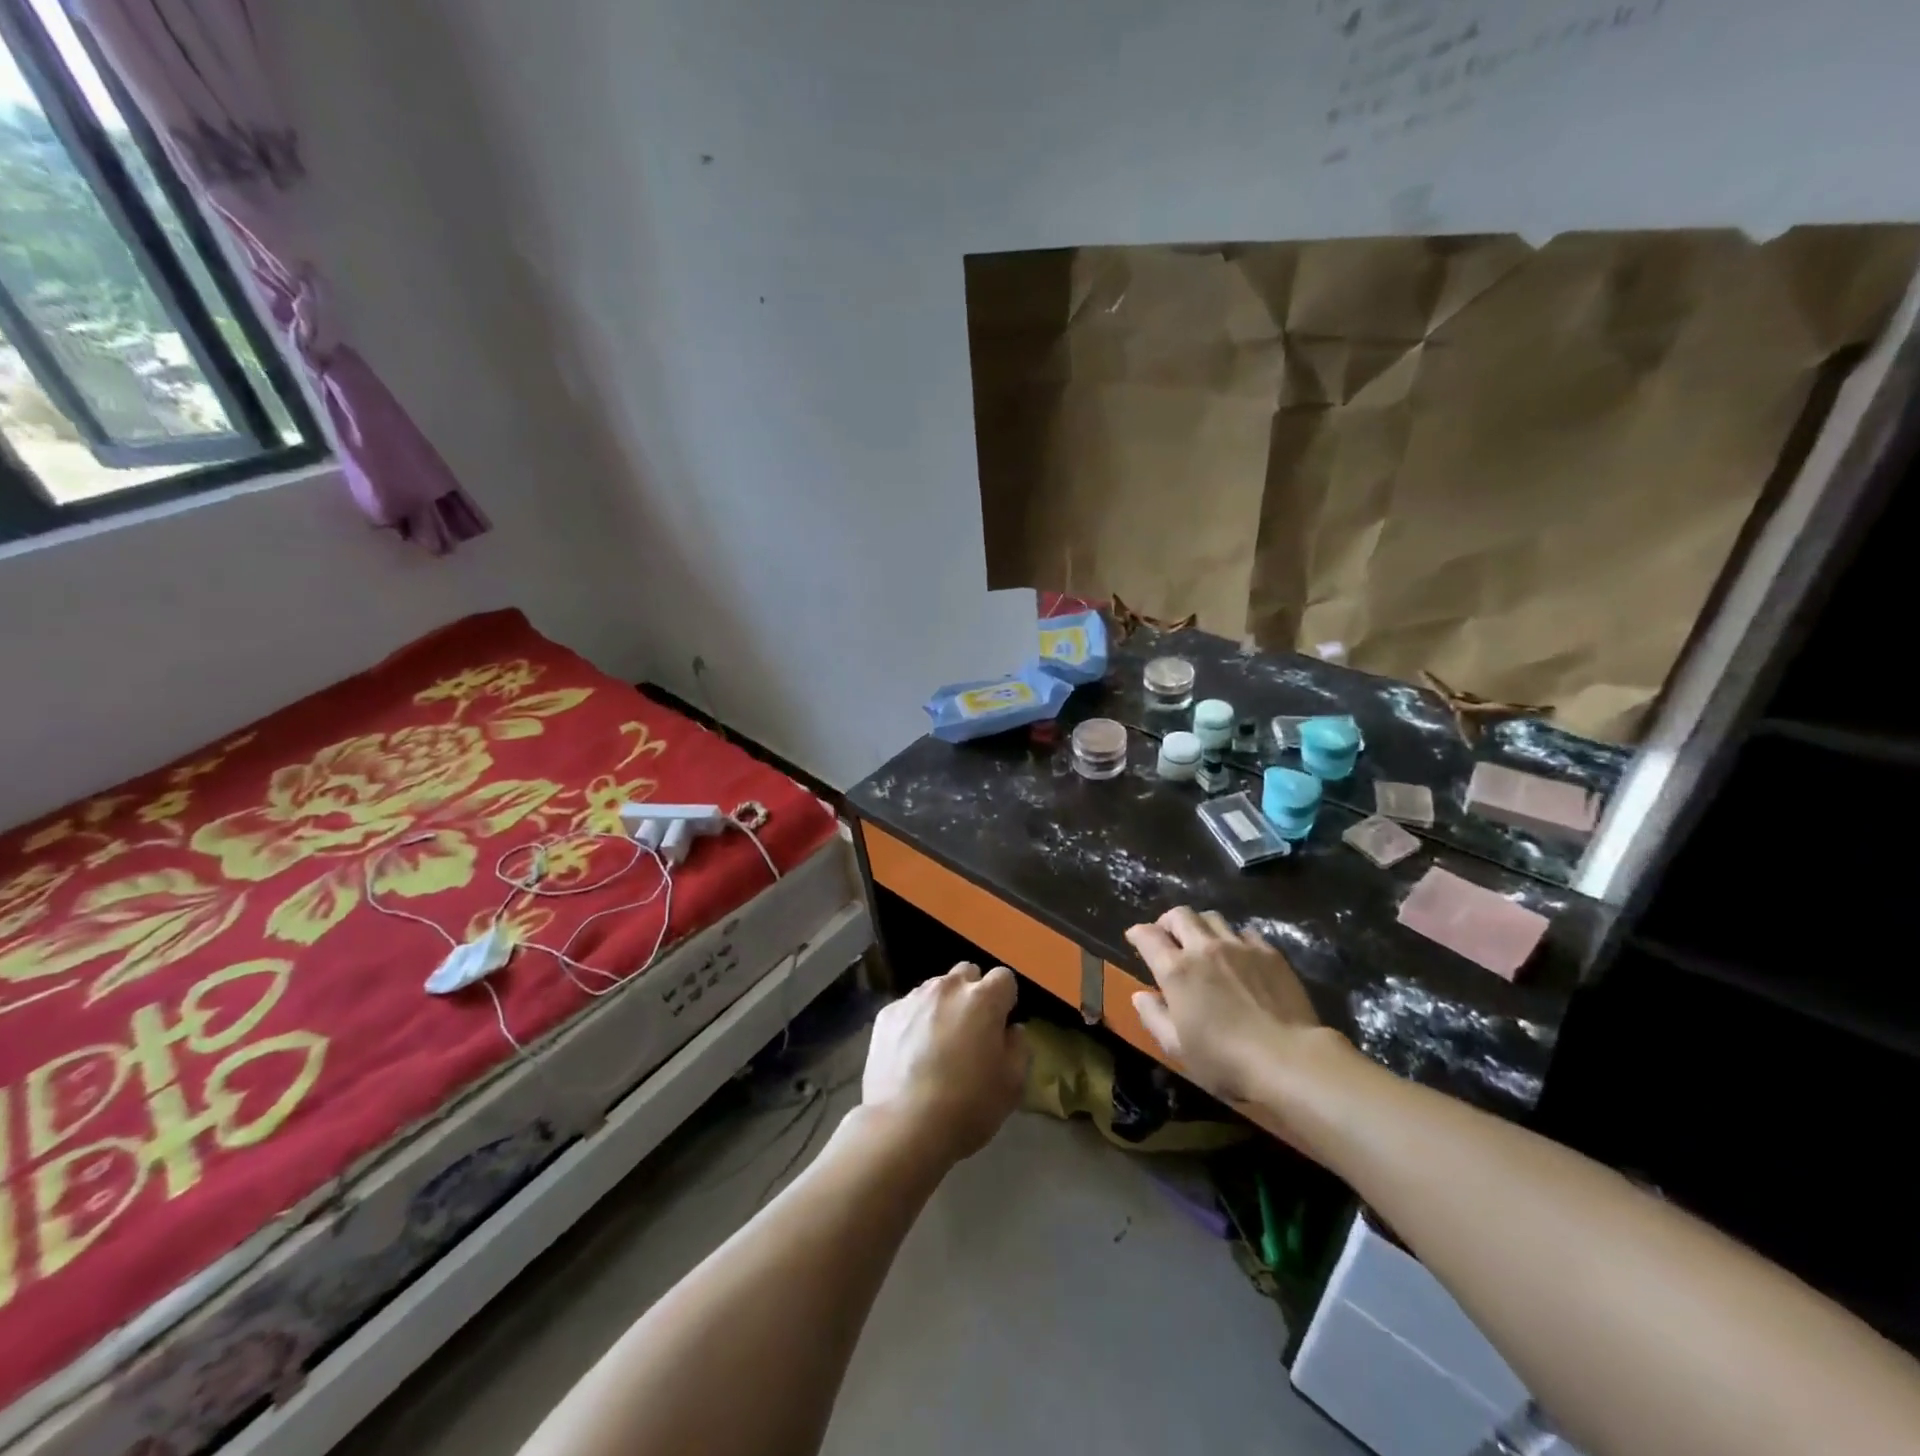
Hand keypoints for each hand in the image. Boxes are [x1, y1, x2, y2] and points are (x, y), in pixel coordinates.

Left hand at [862, 963, 1027, 1162]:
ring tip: (938, 1043)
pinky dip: (914, 1021)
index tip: (1001, 1025)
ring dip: (943, 1005)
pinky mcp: (886, 1014)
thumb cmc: (967, 1106)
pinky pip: (908, 1007)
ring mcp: (913, 998)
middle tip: (971, 1030)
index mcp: (983, 999)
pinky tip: (911, 1053)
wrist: (903, 1126)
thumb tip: (1012, 1030)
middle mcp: (948, 988)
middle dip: (973, 993)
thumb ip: (1019, 1048)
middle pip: (967, 974)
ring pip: (935, 988)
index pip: (1004, 978)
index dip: (1005, 1000)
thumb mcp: (1012, 1085)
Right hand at [1125, 907, 1331, 1104]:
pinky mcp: (1269, 953)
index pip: (1148, 936)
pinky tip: (1238, 955)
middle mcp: (1204, 948)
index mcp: (1176, 970)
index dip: (1137, 933)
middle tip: (1168, 938)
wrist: (1290, 1058)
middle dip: (1167, 922)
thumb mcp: (1177, 1048)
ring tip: (1203, 943)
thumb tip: (1140, 996)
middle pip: (1180, 915)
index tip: (1135, 938)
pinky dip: (1233, 938)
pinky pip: (1244, 932)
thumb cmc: (1225, 1060)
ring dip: (1200, 926)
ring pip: (1212, 917)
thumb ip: (1154, 1017)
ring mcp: (1239, 946)